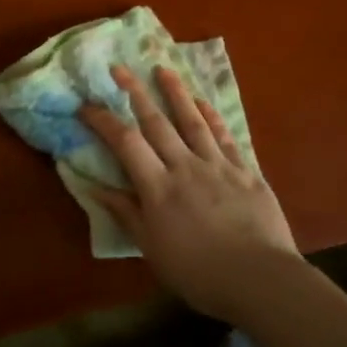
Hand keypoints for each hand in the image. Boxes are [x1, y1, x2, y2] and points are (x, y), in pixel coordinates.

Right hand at [79, 65, 301, 322]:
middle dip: (135, 92)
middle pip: (157, 122)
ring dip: (175, 92)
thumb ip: (126, 214)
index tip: (87, 105)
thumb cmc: (199, 273)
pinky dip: (212, 116)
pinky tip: (203, 102)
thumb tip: (95, 186)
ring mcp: (218, 164)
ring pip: (192, 120)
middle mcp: (185, 166)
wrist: (259, 278)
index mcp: (159, 188)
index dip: (104, 121)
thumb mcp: (153, 250)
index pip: (126, 143)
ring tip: (162, 69)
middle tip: (120, 67)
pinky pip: (224, 135)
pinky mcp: (246, 170)